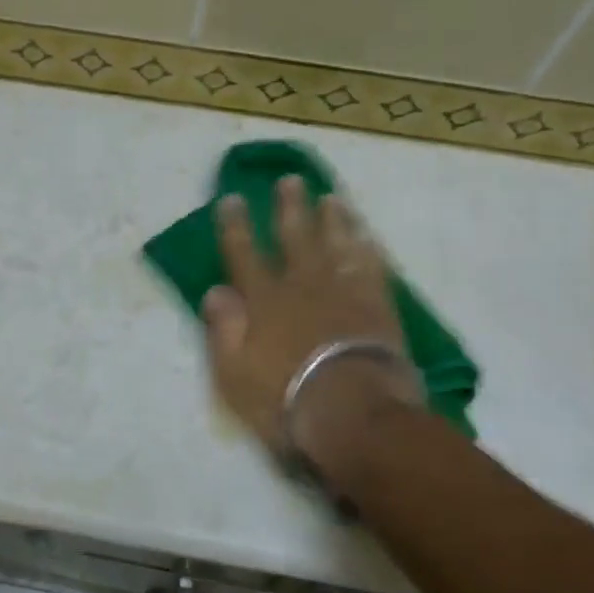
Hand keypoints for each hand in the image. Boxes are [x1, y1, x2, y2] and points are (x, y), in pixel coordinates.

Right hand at [201, 178, 423, 458]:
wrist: (353, 412)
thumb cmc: (284, 397)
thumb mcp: (233, 372)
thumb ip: (223, 328)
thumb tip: (215, 290)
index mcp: (262, 299)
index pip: (243, 253)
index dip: (235, 225)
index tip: (232, 199)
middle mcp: (302, 284)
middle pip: (294, 236)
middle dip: (289, 207)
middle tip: (290, 180)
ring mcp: (344, 291)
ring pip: (337, 243)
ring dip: (332, 219)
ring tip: (331, 197)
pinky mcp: (378, 304)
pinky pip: (372, 266)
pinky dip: (368, 248)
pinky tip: (367, 236)